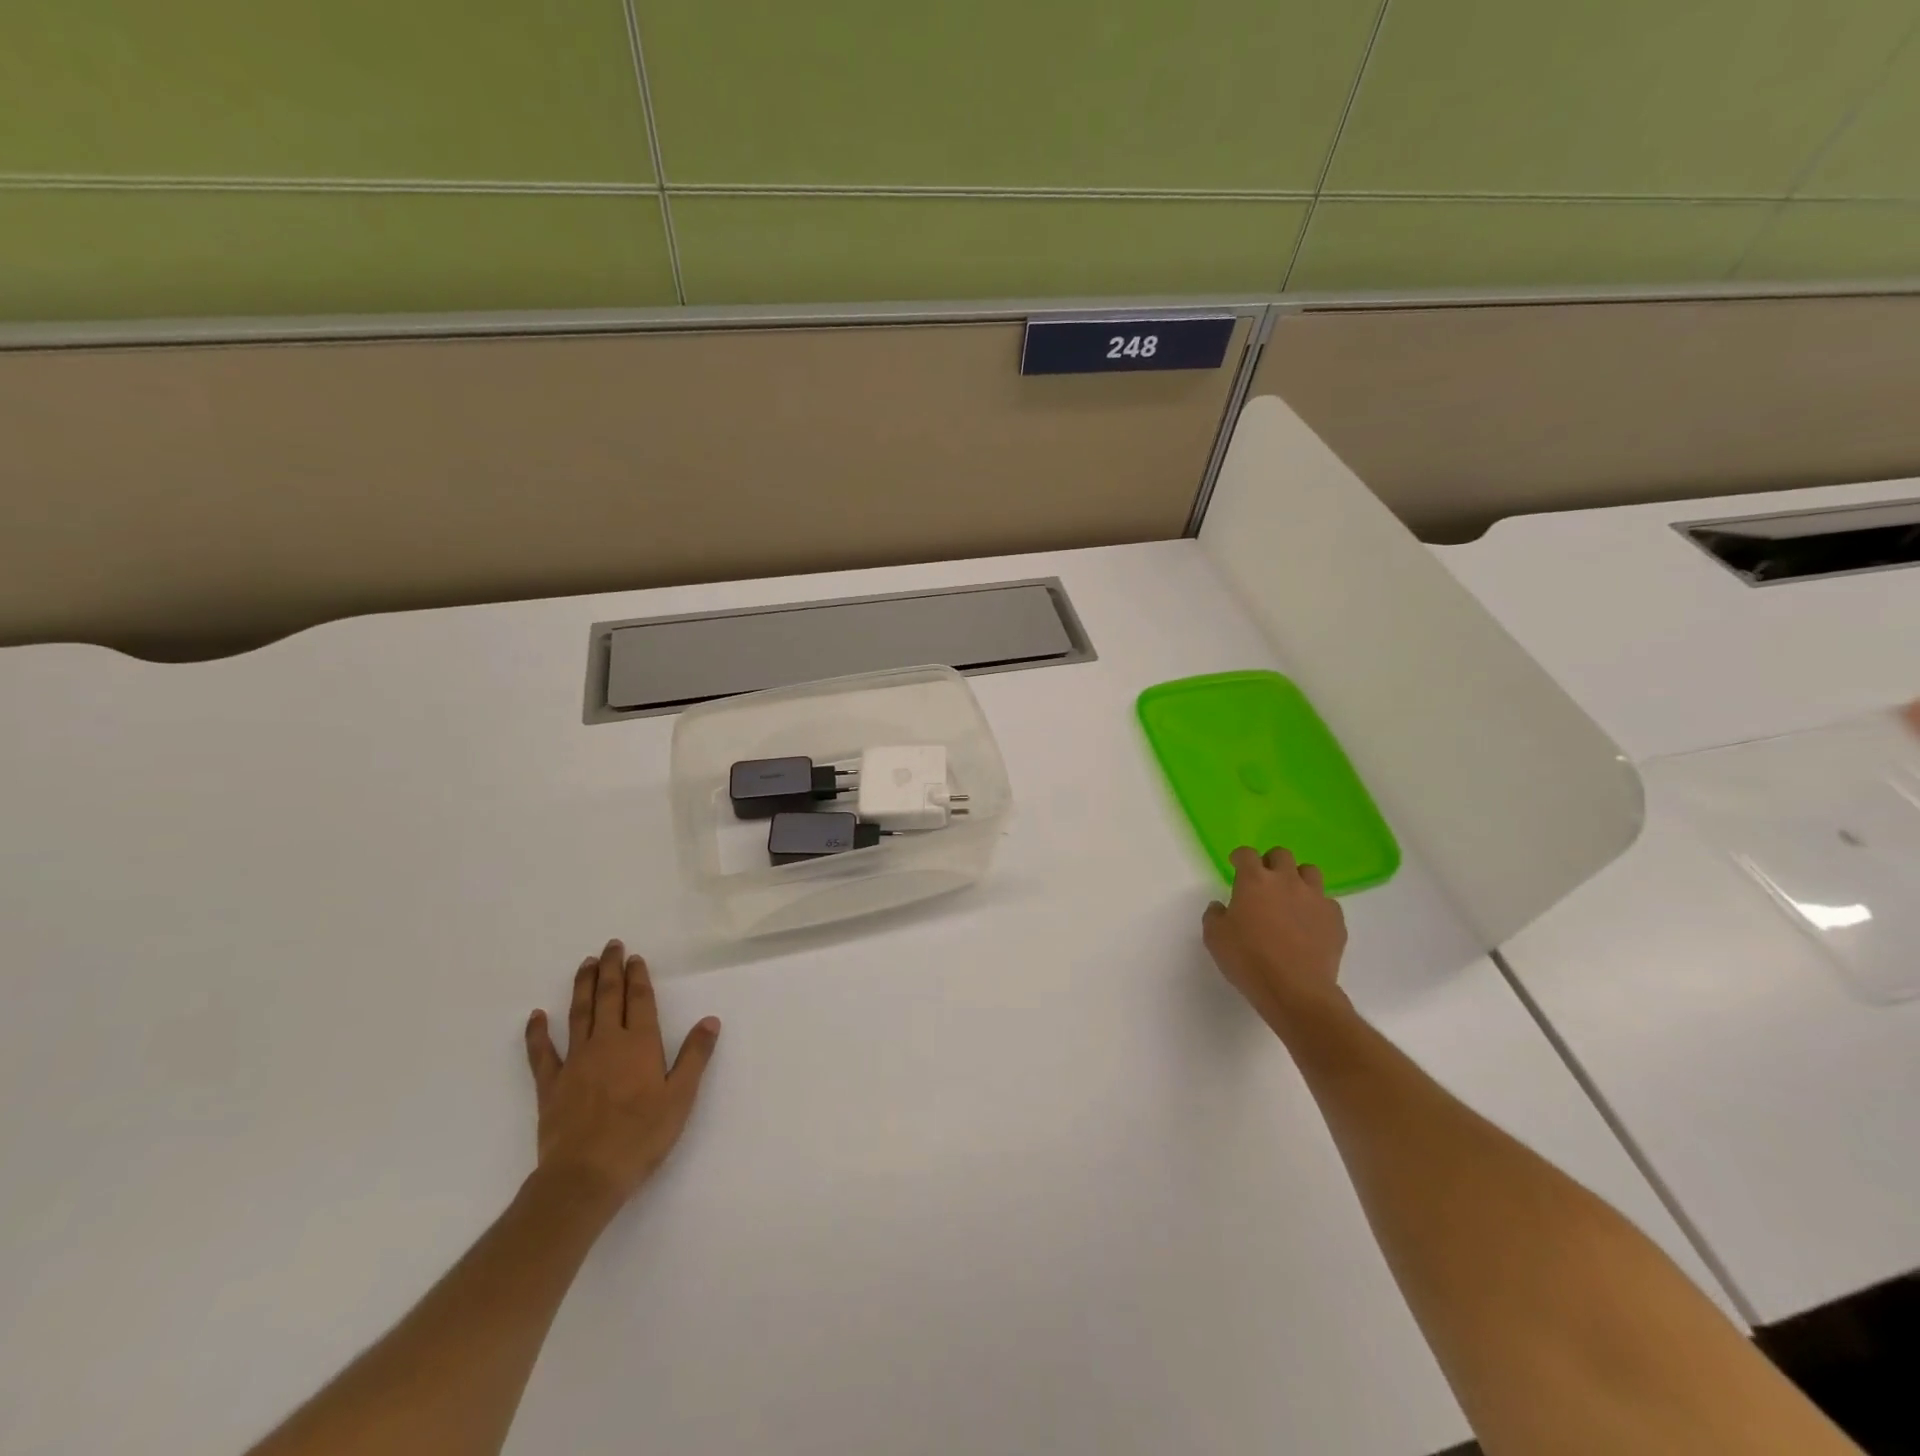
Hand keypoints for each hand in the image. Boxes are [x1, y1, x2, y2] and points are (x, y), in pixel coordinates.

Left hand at [523, 940, 720, 1214]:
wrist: (585, 1176)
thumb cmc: (641, 1136)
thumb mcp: (681, 1097)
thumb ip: (695, 1056)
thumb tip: (710, 1020)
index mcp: (640, 1044)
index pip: (639, 1000)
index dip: (638, 977)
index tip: (635, 957)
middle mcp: (606, 1043)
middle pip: (609, 997)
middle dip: (610, 969)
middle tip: (610, 946)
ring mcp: (575, 1061)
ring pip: (579, 1014)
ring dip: (582, 986)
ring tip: (585, 964)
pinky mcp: (550, 1084)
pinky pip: (541, 1052)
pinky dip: (537, 1033)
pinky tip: (536, 1016)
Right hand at [1202, 846, 1349, 1036]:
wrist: (1295, 991)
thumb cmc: (1248, 960)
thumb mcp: (1215, 938)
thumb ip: (1214, 915)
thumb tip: (1221, 907)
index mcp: (1254, 881)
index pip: (1246, 854)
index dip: (1239, 857)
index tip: (1235, 864)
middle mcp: (1287, 881)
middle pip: (1281, 855)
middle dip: (1271, 862)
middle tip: (1264, 880)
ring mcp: (1315, 898)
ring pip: (1310, 872)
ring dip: (1298, 878)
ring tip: (1291, 897)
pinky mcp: (1335, 919)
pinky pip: (1327, 902)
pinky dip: (1316, 907)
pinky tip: (1309, 924)